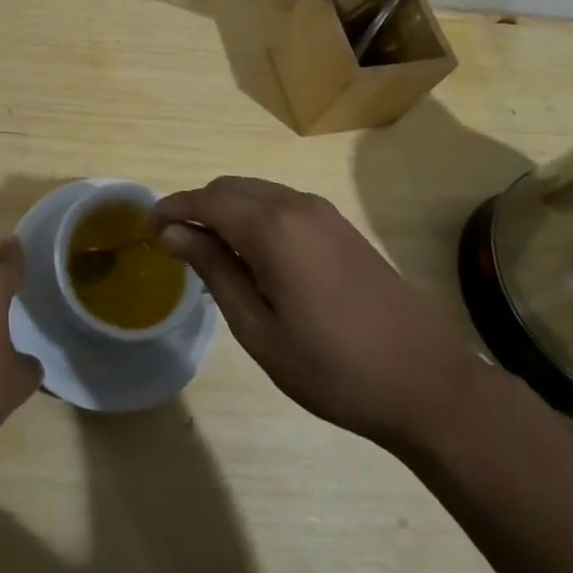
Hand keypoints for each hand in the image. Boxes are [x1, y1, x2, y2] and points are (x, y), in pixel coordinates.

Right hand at [148, 177, 484, 453]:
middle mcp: (295, 205)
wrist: (428, 384)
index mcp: (273, 227)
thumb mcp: (259, 329)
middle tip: (173, 245)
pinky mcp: (339, 225)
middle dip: (195, 208)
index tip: (145, 231)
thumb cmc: (333, 368)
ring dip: (224, 210)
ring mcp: (322, 212)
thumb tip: (172, 233)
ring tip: (207, 252)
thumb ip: (214, 270)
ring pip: (255, 192)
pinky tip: (251, 254)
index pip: (206, 200)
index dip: (170, 210)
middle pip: (229, 188)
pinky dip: (252, 216)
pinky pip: (280, 204)